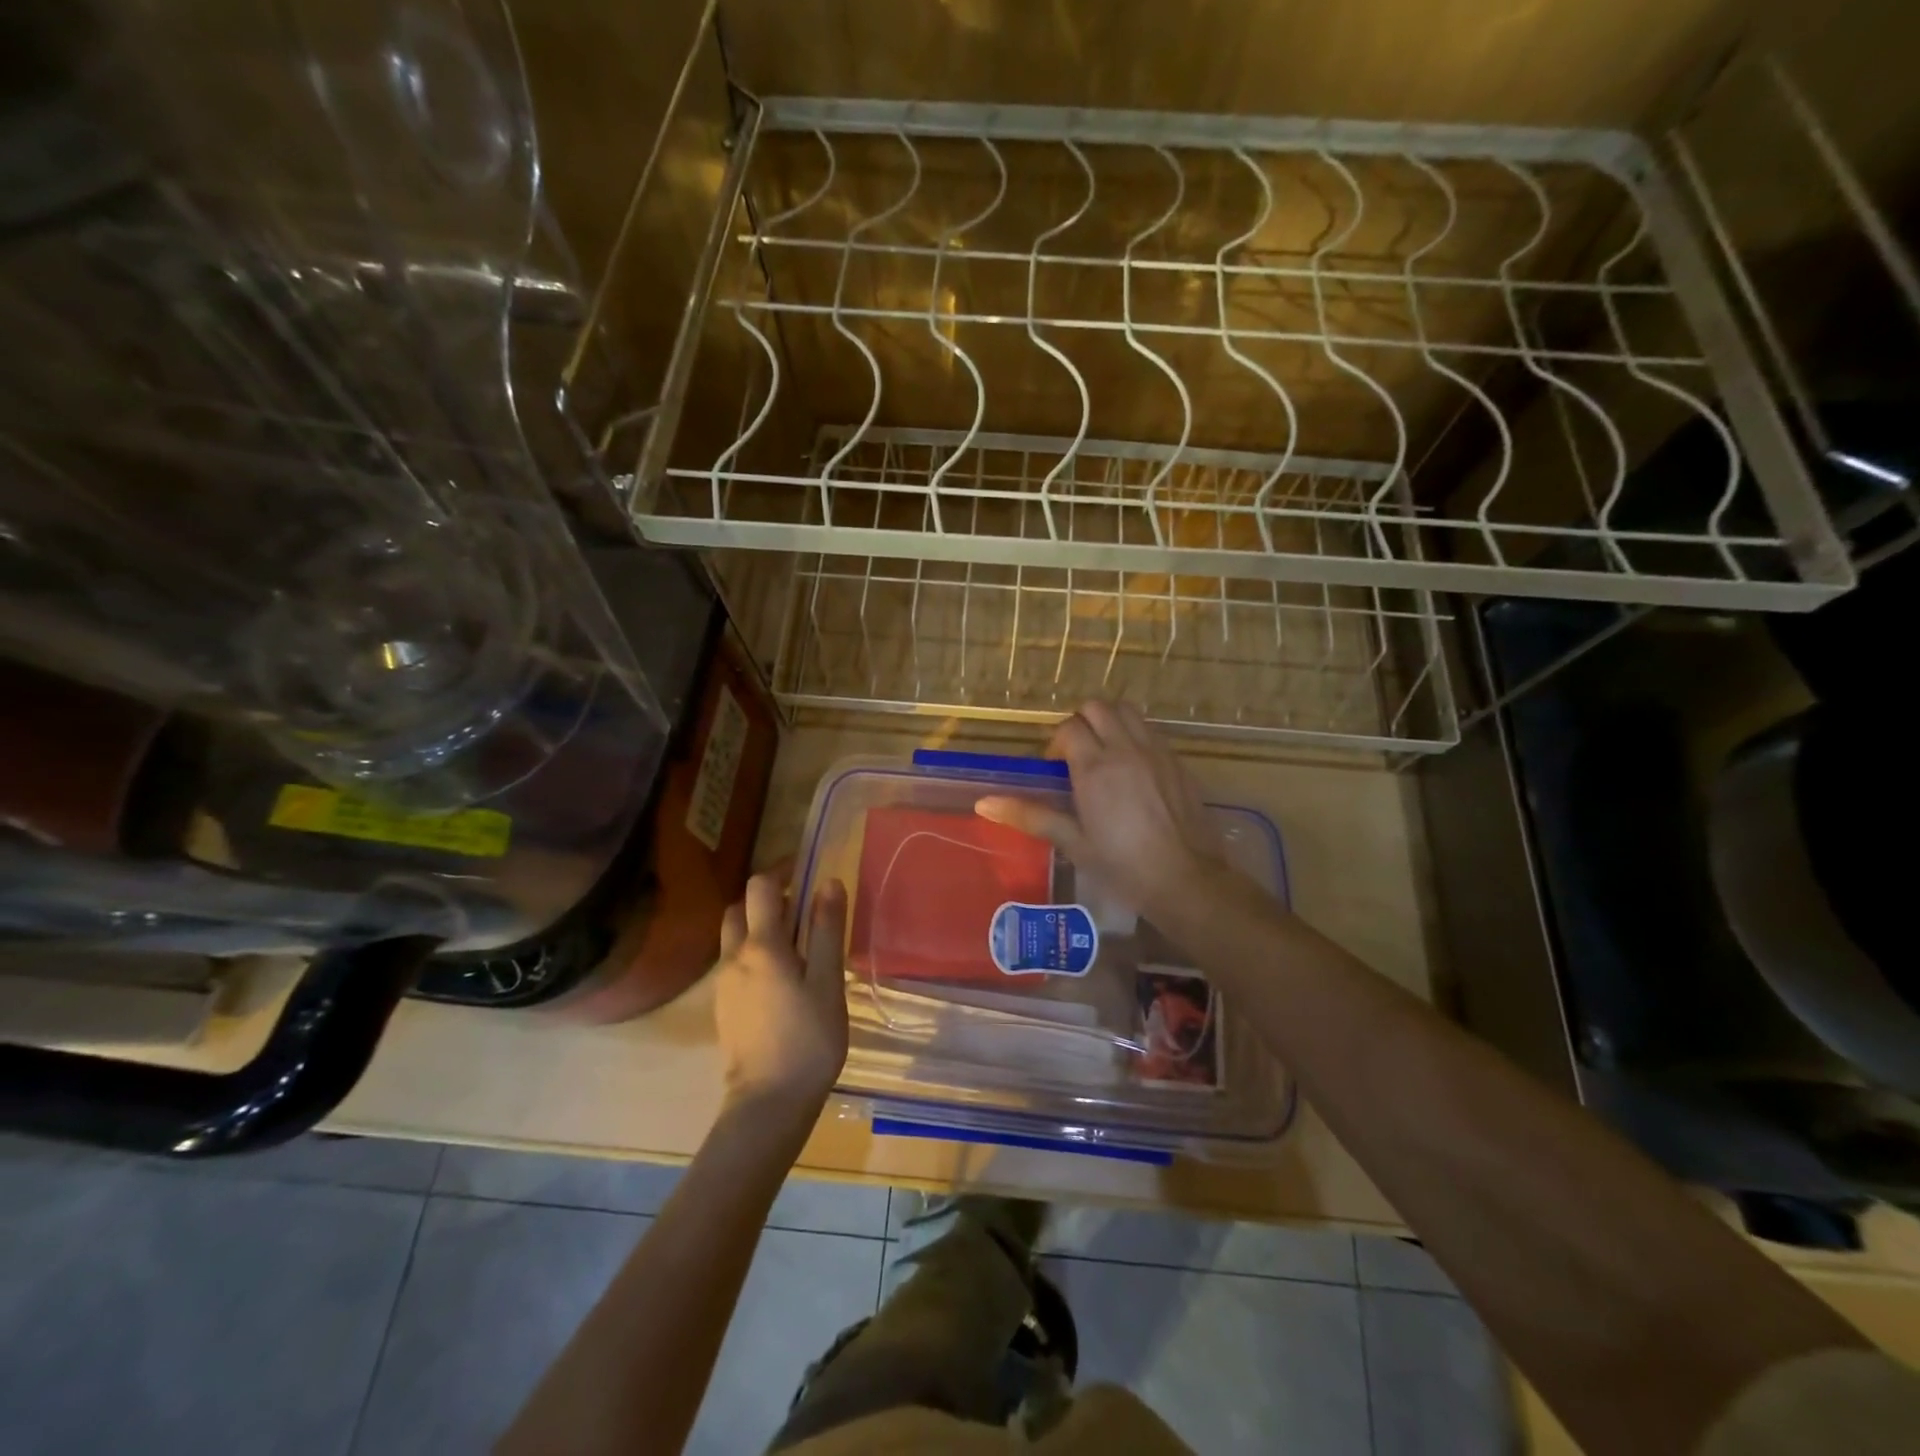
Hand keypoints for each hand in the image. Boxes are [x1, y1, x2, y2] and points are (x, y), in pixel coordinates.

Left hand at [713, 872, 848, 1118]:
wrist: (768, 1103)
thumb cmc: (808, 1039)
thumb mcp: (828, 981)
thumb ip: (826, 930)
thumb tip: (828, 882)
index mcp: (762, 946)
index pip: (761, 887)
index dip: (782, 870)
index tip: (806, 871)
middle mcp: (734, 957)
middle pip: (740, 908)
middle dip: (767, 898)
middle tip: (802, 910)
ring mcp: (724, 983)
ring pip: (734, 936)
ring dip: (758, 926)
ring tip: (795, 945)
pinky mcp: (723, 1006)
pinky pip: (734, 963)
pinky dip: (753, 953)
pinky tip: (781, 979)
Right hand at [975, 700, 1222, 921]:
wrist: (1186, 879)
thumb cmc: (1122, 865)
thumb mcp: (1072, 842)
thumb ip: (1029, 816)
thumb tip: (984, 803)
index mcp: (1094, 767)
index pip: (1069, 727)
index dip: (1057, 742)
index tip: (1056, 767)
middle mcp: (1125, 749)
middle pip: (1097, 707)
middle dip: (1082, 721)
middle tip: (1077, 753)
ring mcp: (1156, 751)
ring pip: (1127, 711)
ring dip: (1110, 721)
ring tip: (1105, 753)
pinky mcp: (1178, 761)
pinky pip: (1151, 730)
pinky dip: (1136, 735)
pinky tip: (1134, 768)